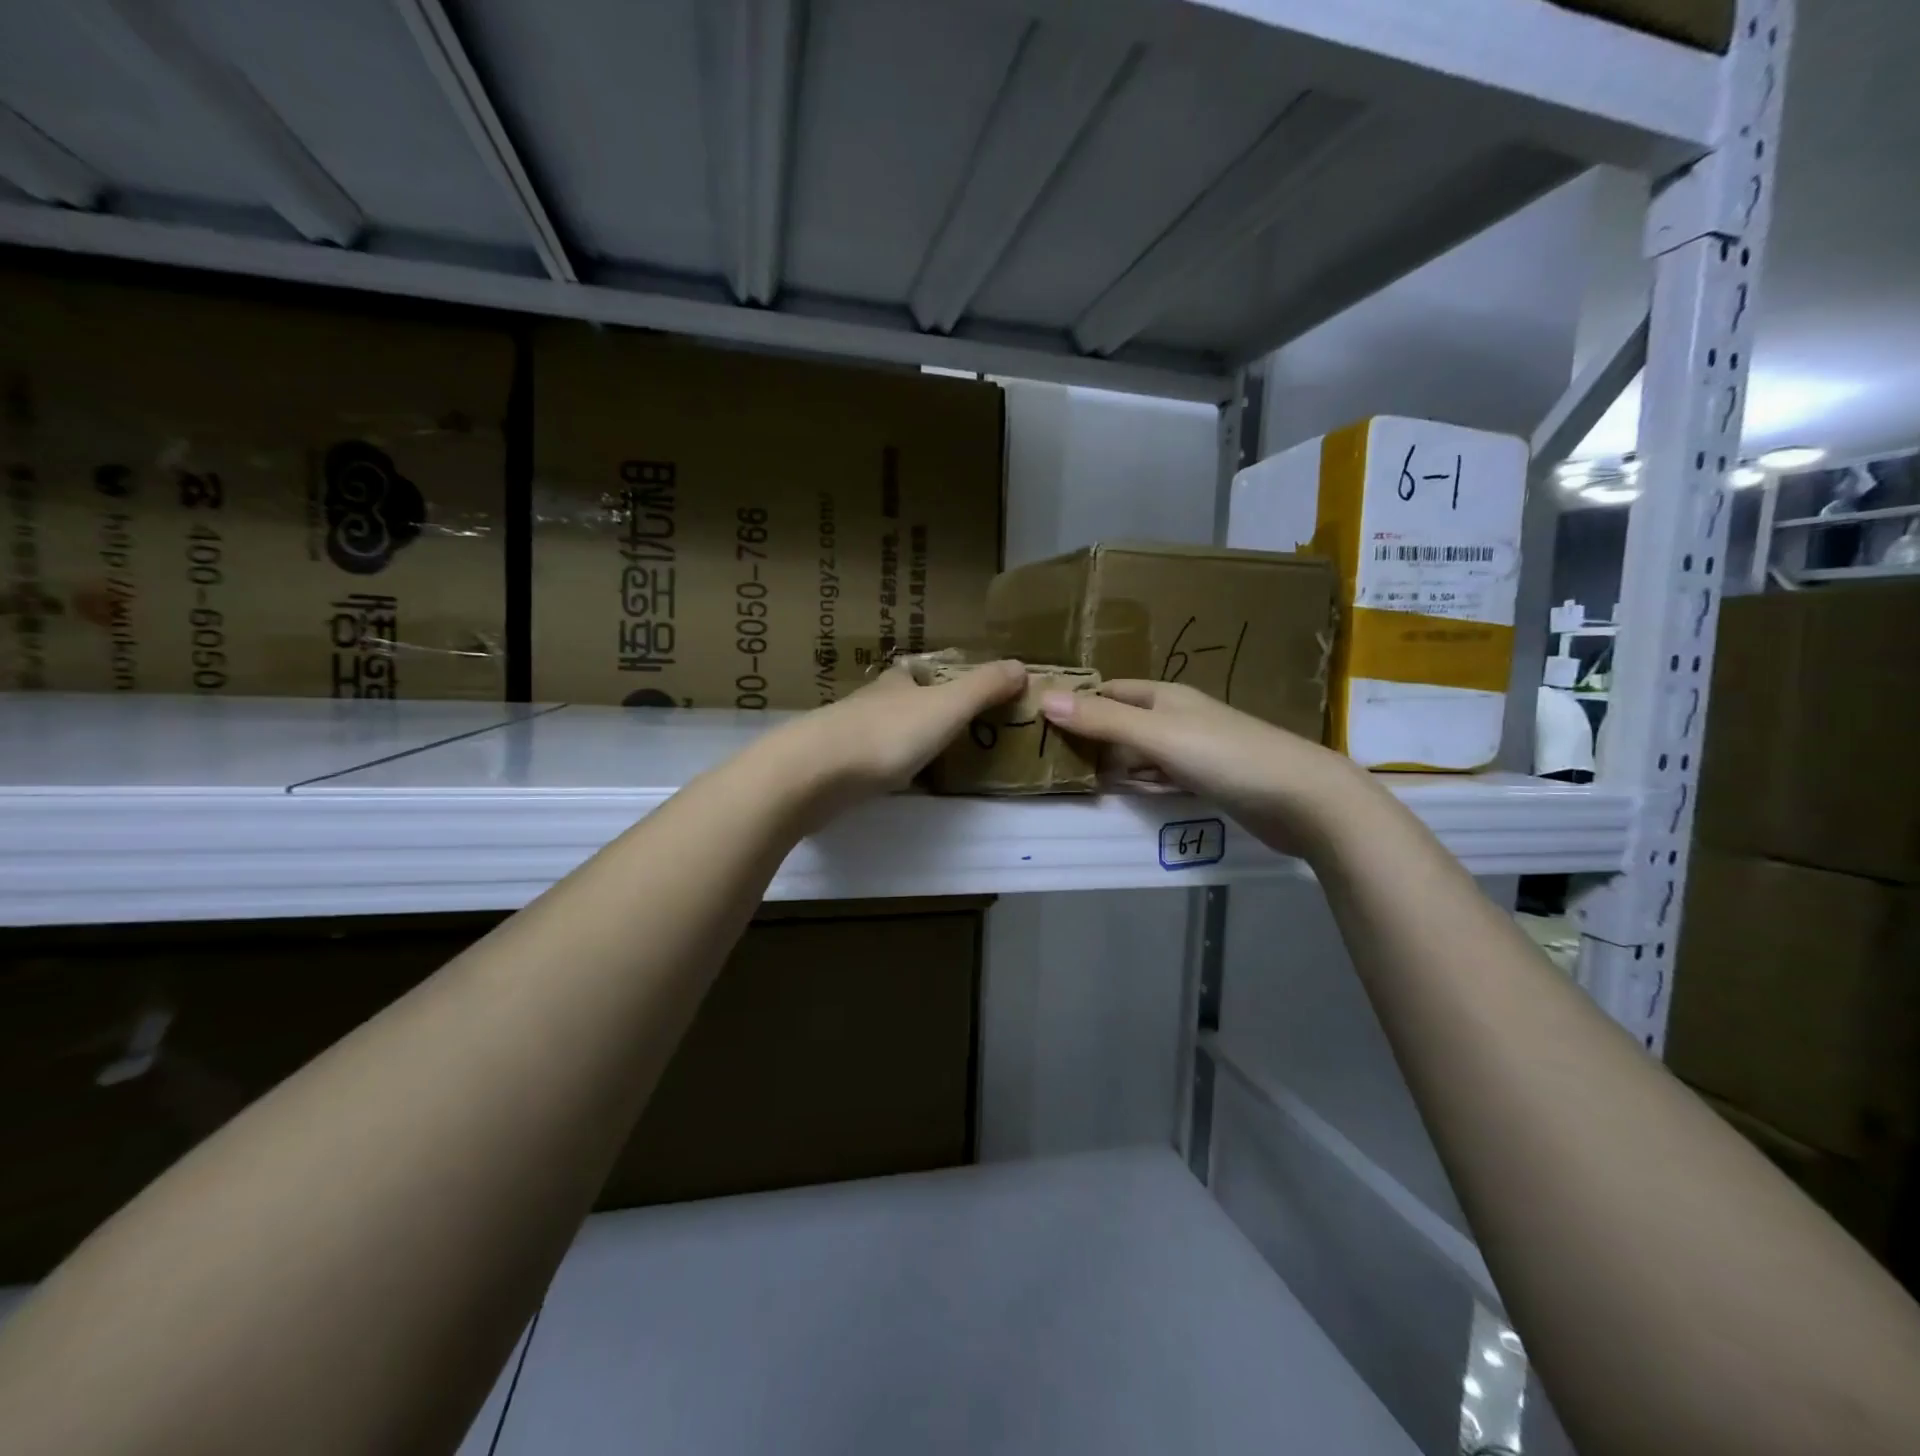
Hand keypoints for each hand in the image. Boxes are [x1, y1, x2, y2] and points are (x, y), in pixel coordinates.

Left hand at [767, 660, 1027, 817]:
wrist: (814, 774)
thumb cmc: (887, 735)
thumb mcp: (947, 708)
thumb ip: (983, 688)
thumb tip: (1022, 665)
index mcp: (894, 686)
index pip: (912, 673)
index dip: (930, 678)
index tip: (949, 691)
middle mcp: (866, 704)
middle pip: (891, 702)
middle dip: (910, 710)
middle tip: (939, 731)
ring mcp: (842, 736)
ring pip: (873, 731)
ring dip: (892, 740)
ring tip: (917, 760)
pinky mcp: (826, 769)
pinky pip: (858, 763)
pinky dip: (873, 768)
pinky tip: (883, 784)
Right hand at [1038, 679, 1370, 848]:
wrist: (1301, 799)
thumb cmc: (1225, 756)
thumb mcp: (1156, 736)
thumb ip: (1102, 721)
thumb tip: (1043, 698)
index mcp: (1164, 696)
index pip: (1109, 691)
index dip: (1077, 703)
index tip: (1039, 723)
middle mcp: (1176, 717)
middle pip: (1121, 723)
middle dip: (1092, 740)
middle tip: (1051, 764)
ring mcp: (1193, 750)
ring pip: (1139, 754)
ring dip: (1115, 766)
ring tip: (1077, 783)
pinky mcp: (1206, 780)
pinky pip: (1160, 778)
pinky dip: (1142, 785)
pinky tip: (1129, 796)